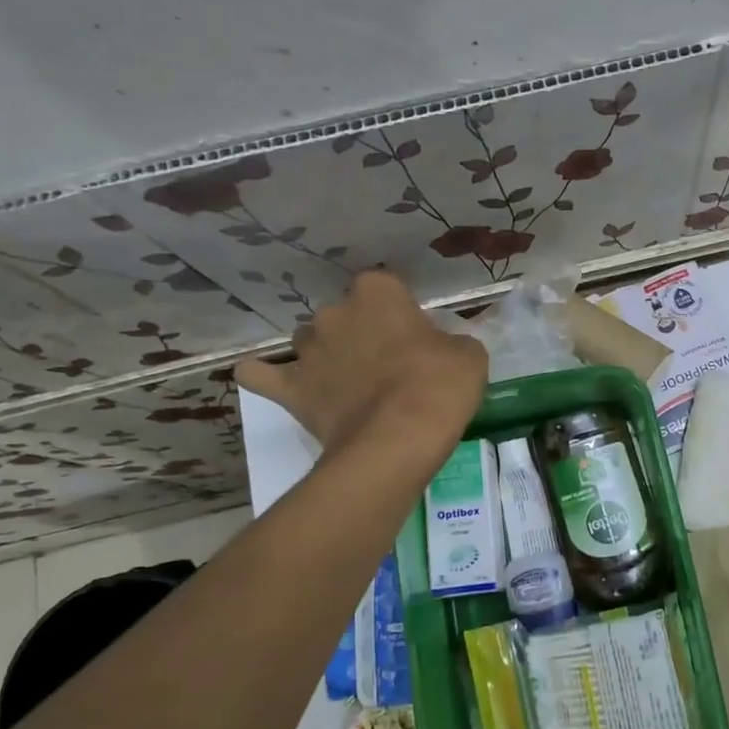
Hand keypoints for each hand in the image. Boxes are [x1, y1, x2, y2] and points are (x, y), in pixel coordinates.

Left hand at [235, 271, 486, 450]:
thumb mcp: (468, 356)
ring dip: (324, 354)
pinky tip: (274, 380)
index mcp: (378, 293)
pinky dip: (263, 376)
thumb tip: (441, 349)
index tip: (412, 336)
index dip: (398, 312)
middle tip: (384, 366)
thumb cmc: (439, 387)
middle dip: (359, 333)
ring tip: (345, 383)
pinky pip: (260, 375)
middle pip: (343, 315)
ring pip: (308, 342)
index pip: (385, 287)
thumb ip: (450, 342)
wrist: (397, 441)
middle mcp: (335, 312)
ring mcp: (307, 350)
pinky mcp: (289, 389)